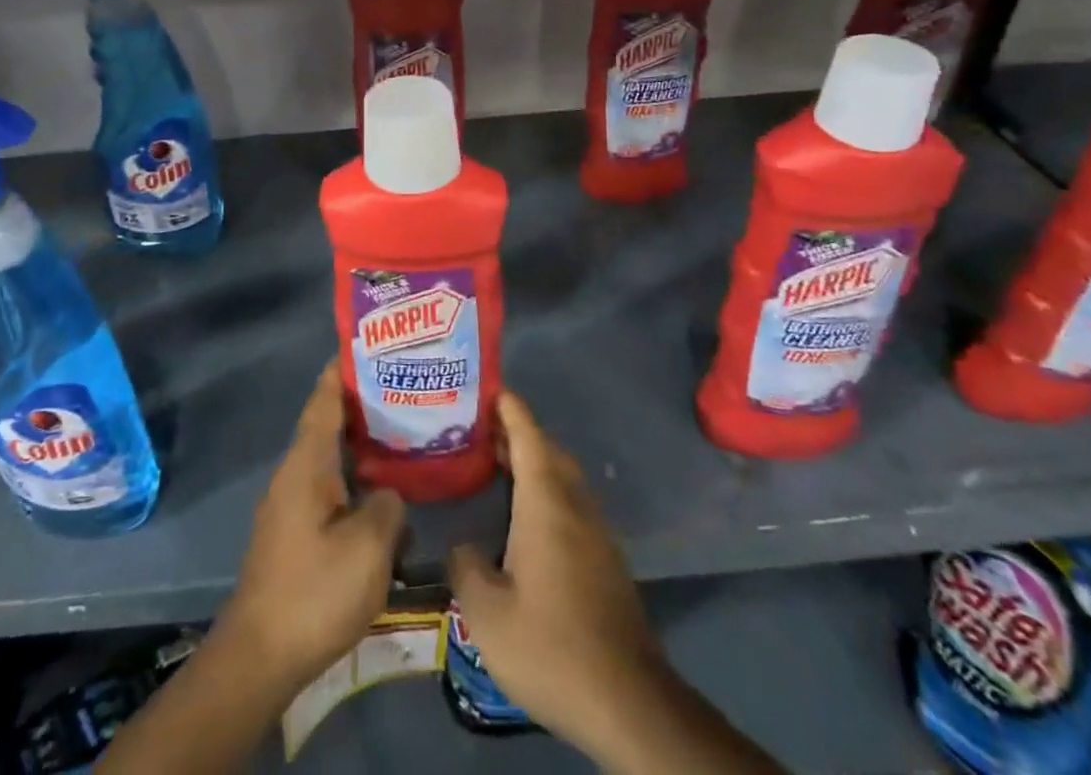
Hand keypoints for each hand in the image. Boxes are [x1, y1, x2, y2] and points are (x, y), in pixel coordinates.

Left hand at [216, 361, 405, 698]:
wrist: (259, 656)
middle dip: (360, 406)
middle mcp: (293, 474)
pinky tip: (380, 498)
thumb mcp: (369, 547)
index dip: (342, 370)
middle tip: (402, 392)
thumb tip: (388, 494)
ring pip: (329, 460)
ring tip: (400, 440)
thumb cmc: (314, 592)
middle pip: (327, 425)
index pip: (324, 400)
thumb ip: (388, 506)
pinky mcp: (292, 534)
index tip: (365, 345)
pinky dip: (352, 480)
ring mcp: (289, 505)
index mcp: (306, 464)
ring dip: (359, 447)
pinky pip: (327, 489)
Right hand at [447, 390, 668, 757]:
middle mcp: (575, 505)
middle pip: (547, 451)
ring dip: (533, 462)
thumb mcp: (486, 613)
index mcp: (546, 503)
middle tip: (478, 429)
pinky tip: (523, 519)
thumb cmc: (551, 646)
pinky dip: (546, 491)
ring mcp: (596, 533)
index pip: (528, 435)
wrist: (628, 702)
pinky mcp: (606, 560)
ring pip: (562, 478)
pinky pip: (571, 503)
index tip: (487, 387)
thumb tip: (462, 546)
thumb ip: (465, 566)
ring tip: (496, 465)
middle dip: (517, 432)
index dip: (508, 408)